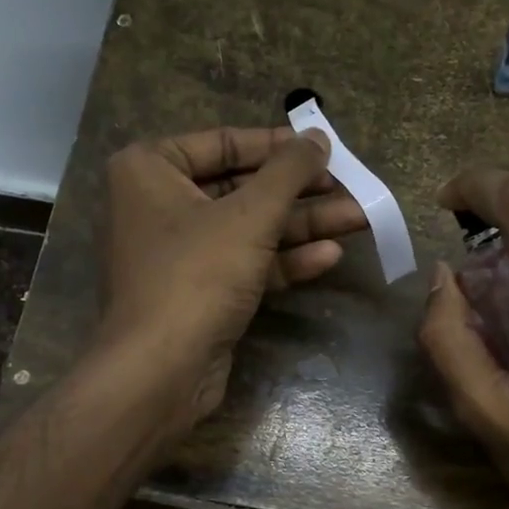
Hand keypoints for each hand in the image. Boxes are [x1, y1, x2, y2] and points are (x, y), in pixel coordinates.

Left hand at [98, 125, 367, 432]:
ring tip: (358, 218)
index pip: (222, 142)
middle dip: (299, 191)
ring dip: (303, 226)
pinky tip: (329, 255)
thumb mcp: (249, 214)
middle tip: (349, 186)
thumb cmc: (197, 274)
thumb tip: (318, 137)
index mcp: (150, 170)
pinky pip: (246, 264)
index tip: (322, 146)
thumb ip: (289, 171)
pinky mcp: (200, 293)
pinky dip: (284, 260)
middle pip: (241, 188)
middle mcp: (159, 206)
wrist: (161, 371)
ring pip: (249, 229)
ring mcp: (180, 254)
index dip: (277, 145)